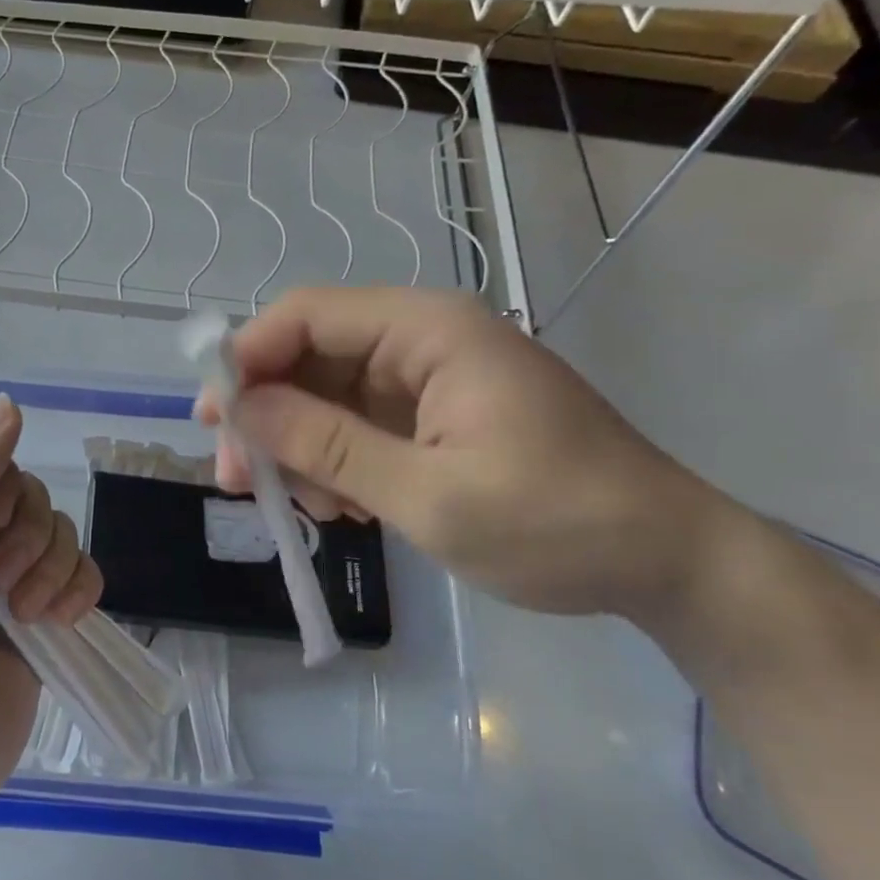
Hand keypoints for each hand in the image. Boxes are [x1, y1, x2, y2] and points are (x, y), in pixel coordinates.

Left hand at [0, 397, 101, 816]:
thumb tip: (9, 402)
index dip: (2, 489)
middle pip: (33, 498)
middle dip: (27, 538)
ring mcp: (12, 581)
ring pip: (62, 534)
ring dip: (51, 571)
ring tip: (23, 615)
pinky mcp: (46, 615)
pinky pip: (83, 574)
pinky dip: (77, 593)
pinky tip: (56, 622)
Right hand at [195, 288, 735, 621]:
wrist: (668, 564)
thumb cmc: (557, 524)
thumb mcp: (431, 495)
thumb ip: (329, 447)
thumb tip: (241, 410)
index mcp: (428, 331)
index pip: (308, 314)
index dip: (248, 357)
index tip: (212, 419)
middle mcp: (421, 339)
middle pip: (309, 355)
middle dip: (266, 414)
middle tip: (236, 479)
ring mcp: (427, 378)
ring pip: (326, 394)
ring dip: (299, 446)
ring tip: (307, 508)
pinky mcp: (433, 414)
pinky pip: (356, 423)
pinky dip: (335, 461)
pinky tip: (344, 507)